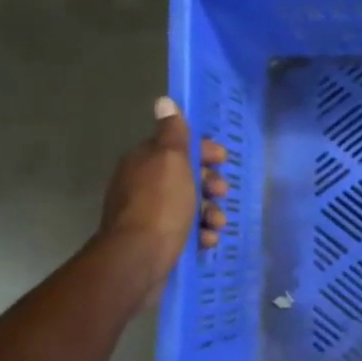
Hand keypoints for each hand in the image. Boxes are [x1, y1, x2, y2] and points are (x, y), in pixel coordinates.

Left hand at [99, 97, 229, 282]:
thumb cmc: (160, 204)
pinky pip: (183, 230)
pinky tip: (208, 240)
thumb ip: (173, 133)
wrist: (138, 259)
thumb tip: (164, 101)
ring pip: (187, 205)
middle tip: (221, 193)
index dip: (203, 150)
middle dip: (209, 183)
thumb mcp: (171, 160)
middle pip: (184, 176)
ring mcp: (147, 215)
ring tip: (218, 223)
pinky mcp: (154, 241)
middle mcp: (141, 185)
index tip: (223, 159)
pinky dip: (199, 233)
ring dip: (209, 211)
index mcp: (144, 161)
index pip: (176, 146)